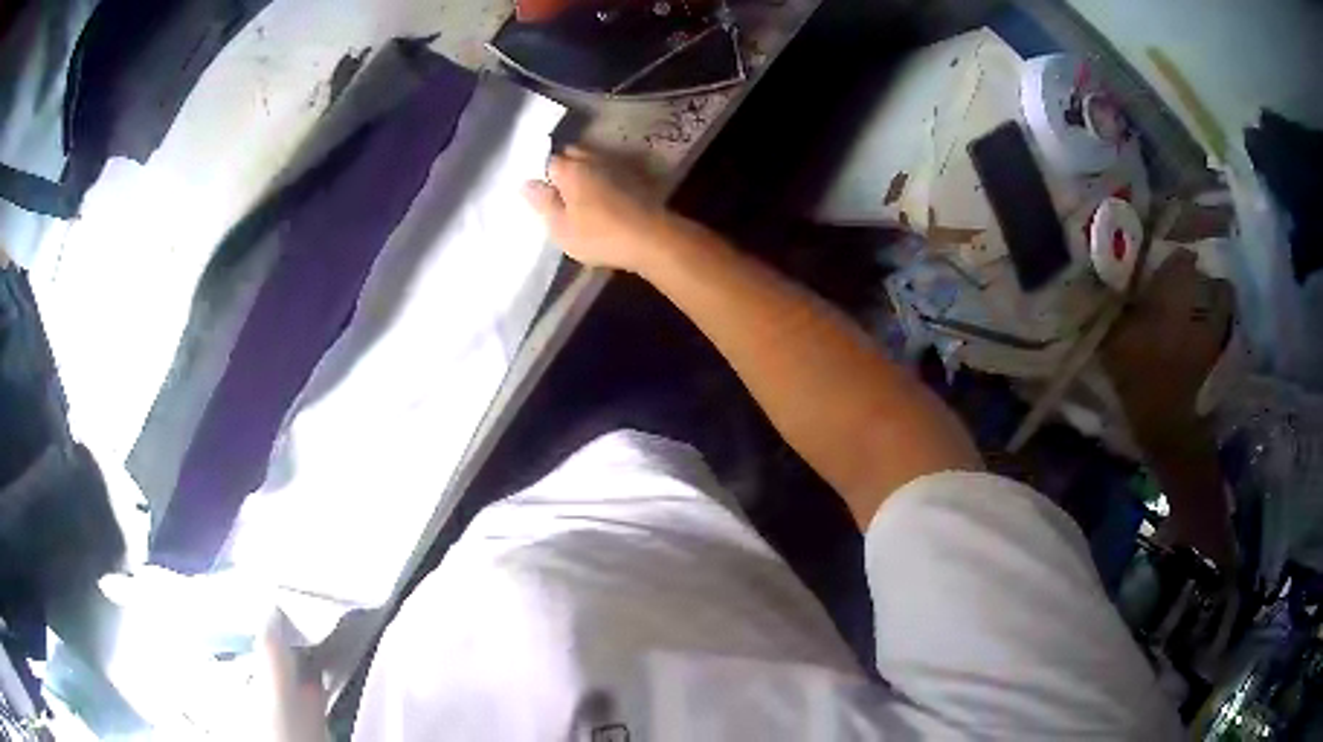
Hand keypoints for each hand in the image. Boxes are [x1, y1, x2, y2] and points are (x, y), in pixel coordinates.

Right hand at [522, 148, 673, 272]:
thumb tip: (527, 183)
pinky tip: (603, 198)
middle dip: (564, 167)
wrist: (652, 238)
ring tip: (579, 195)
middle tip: (558, 192)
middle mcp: (593, 159)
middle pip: (572, 155)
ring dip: (585, 172)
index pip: (548, 161)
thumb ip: (543, 203)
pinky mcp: (636, 179)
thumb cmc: (599, 235)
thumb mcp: (561, 227)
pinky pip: (611, 173)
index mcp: (570, 169)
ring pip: (593, 162)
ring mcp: (617, 167)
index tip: (541, 192)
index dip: (543, 175)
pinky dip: (604, 180)